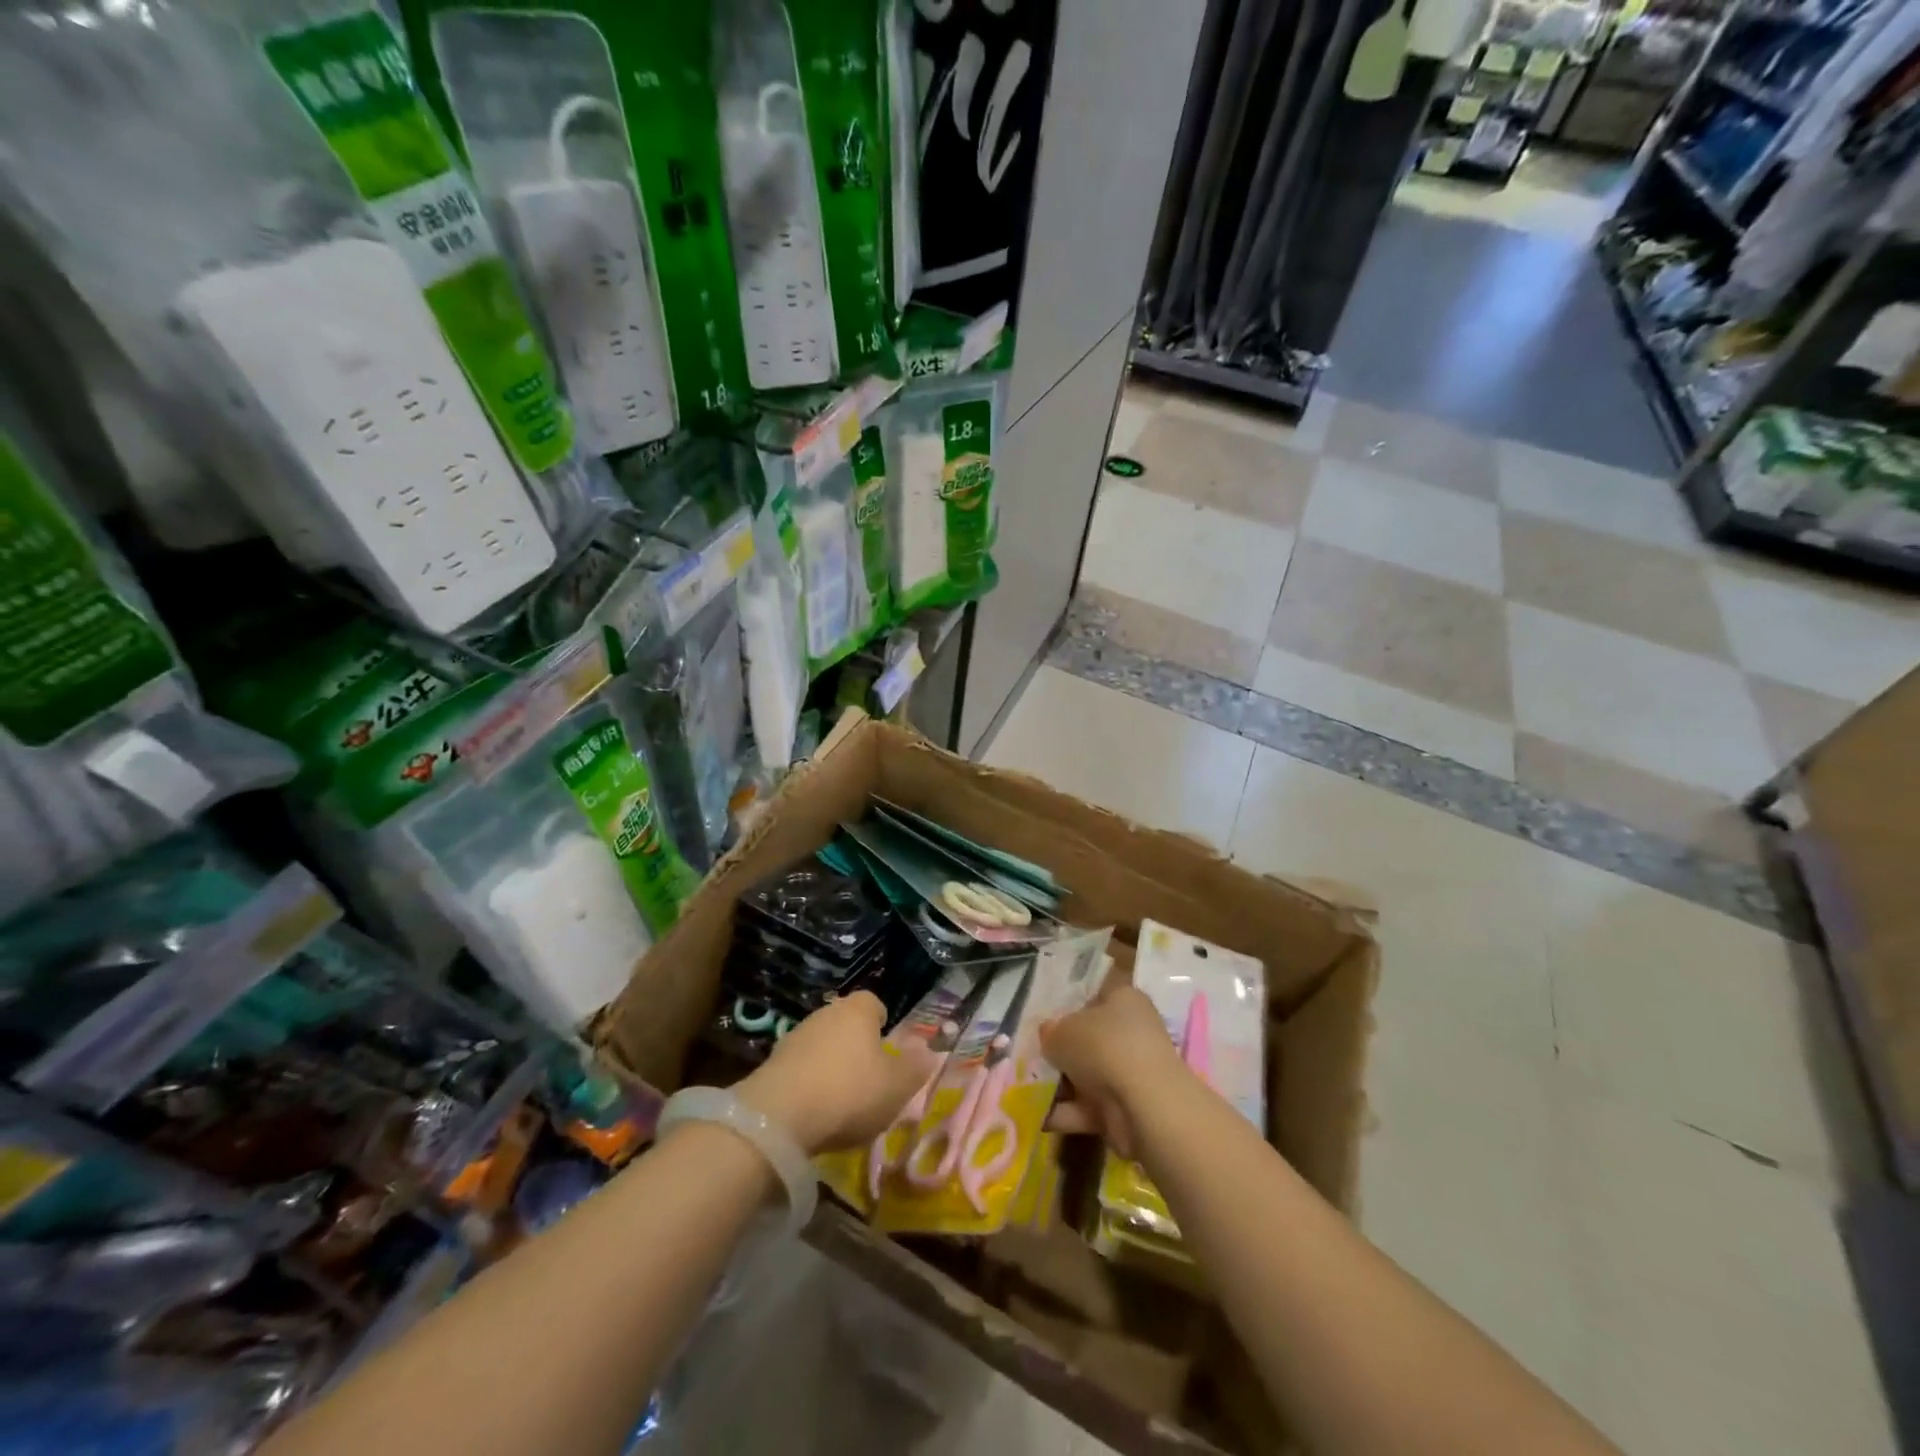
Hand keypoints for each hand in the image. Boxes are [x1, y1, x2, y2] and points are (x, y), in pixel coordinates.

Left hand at [736, 993, 939, 1155]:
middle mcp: (826, 1013)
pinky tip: (814, 1110)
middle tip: (869, 1077)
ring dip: (831, 1064)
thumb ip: (916, 1066)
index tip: (888, 1049)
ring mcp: (795, 1036)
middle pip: (847, 1023)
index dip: (883, 1024)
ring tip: (840, 1099)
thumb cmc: (850, 1093)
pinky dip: (809, 1082)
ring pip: (822, 1045)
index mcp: (858, 1010)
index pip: (874, 1003)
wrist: (779, 1117)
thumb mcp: (897, 1086)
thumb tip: (928, 1049)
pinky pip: (800, 1067)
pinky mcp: (772, 1063)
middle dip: (857, 1045)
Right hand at [1040, 979, 1186, 1160]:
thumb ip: (1051, 1031)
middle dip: (1062, 1047)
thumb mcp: (1062, 1030)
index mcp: (1124, 999)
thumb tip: (1049, 1034)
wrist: (1142, 1106)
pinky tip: (1036, 1116)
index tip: (1049, 1011)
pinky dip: (1065, 1112)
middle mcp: (1131, 1032)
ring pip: (1087, 1073)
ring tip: (1023, 1086)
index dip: (1076, 999)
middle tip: (1030, 1052)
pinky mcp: (1125, 1108)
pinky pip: (1087, 1107)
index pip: (1100, 991)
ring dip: (1060, 1083)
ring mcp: (1129, 1072)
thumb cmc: (1103, 1047)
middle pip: (1090, 1036)